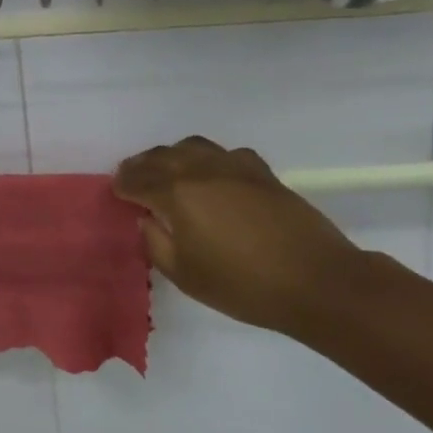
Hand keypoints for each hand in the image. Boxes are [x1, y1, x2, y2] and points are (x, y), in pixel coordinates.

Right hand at [113, 136, 379, 334]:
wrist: (316, 281)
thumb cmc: (243, 285)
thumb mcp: (185, 275)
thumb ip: (157, 242)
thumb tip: (148, 219)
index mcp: (177, 194)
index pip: (139, 180)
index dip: (123, 184)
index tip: (116, 190)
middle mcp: (201, 170)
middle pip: (162, 157)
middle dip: (142, 165)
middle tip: (132, 177)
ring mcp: (234, 166)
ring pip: (192, 147)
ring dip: (172, 156)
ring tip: (166, 170)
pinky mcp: (261, 172)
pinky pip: (224, 154)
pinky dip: (208, 159)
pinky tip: (212, 175)